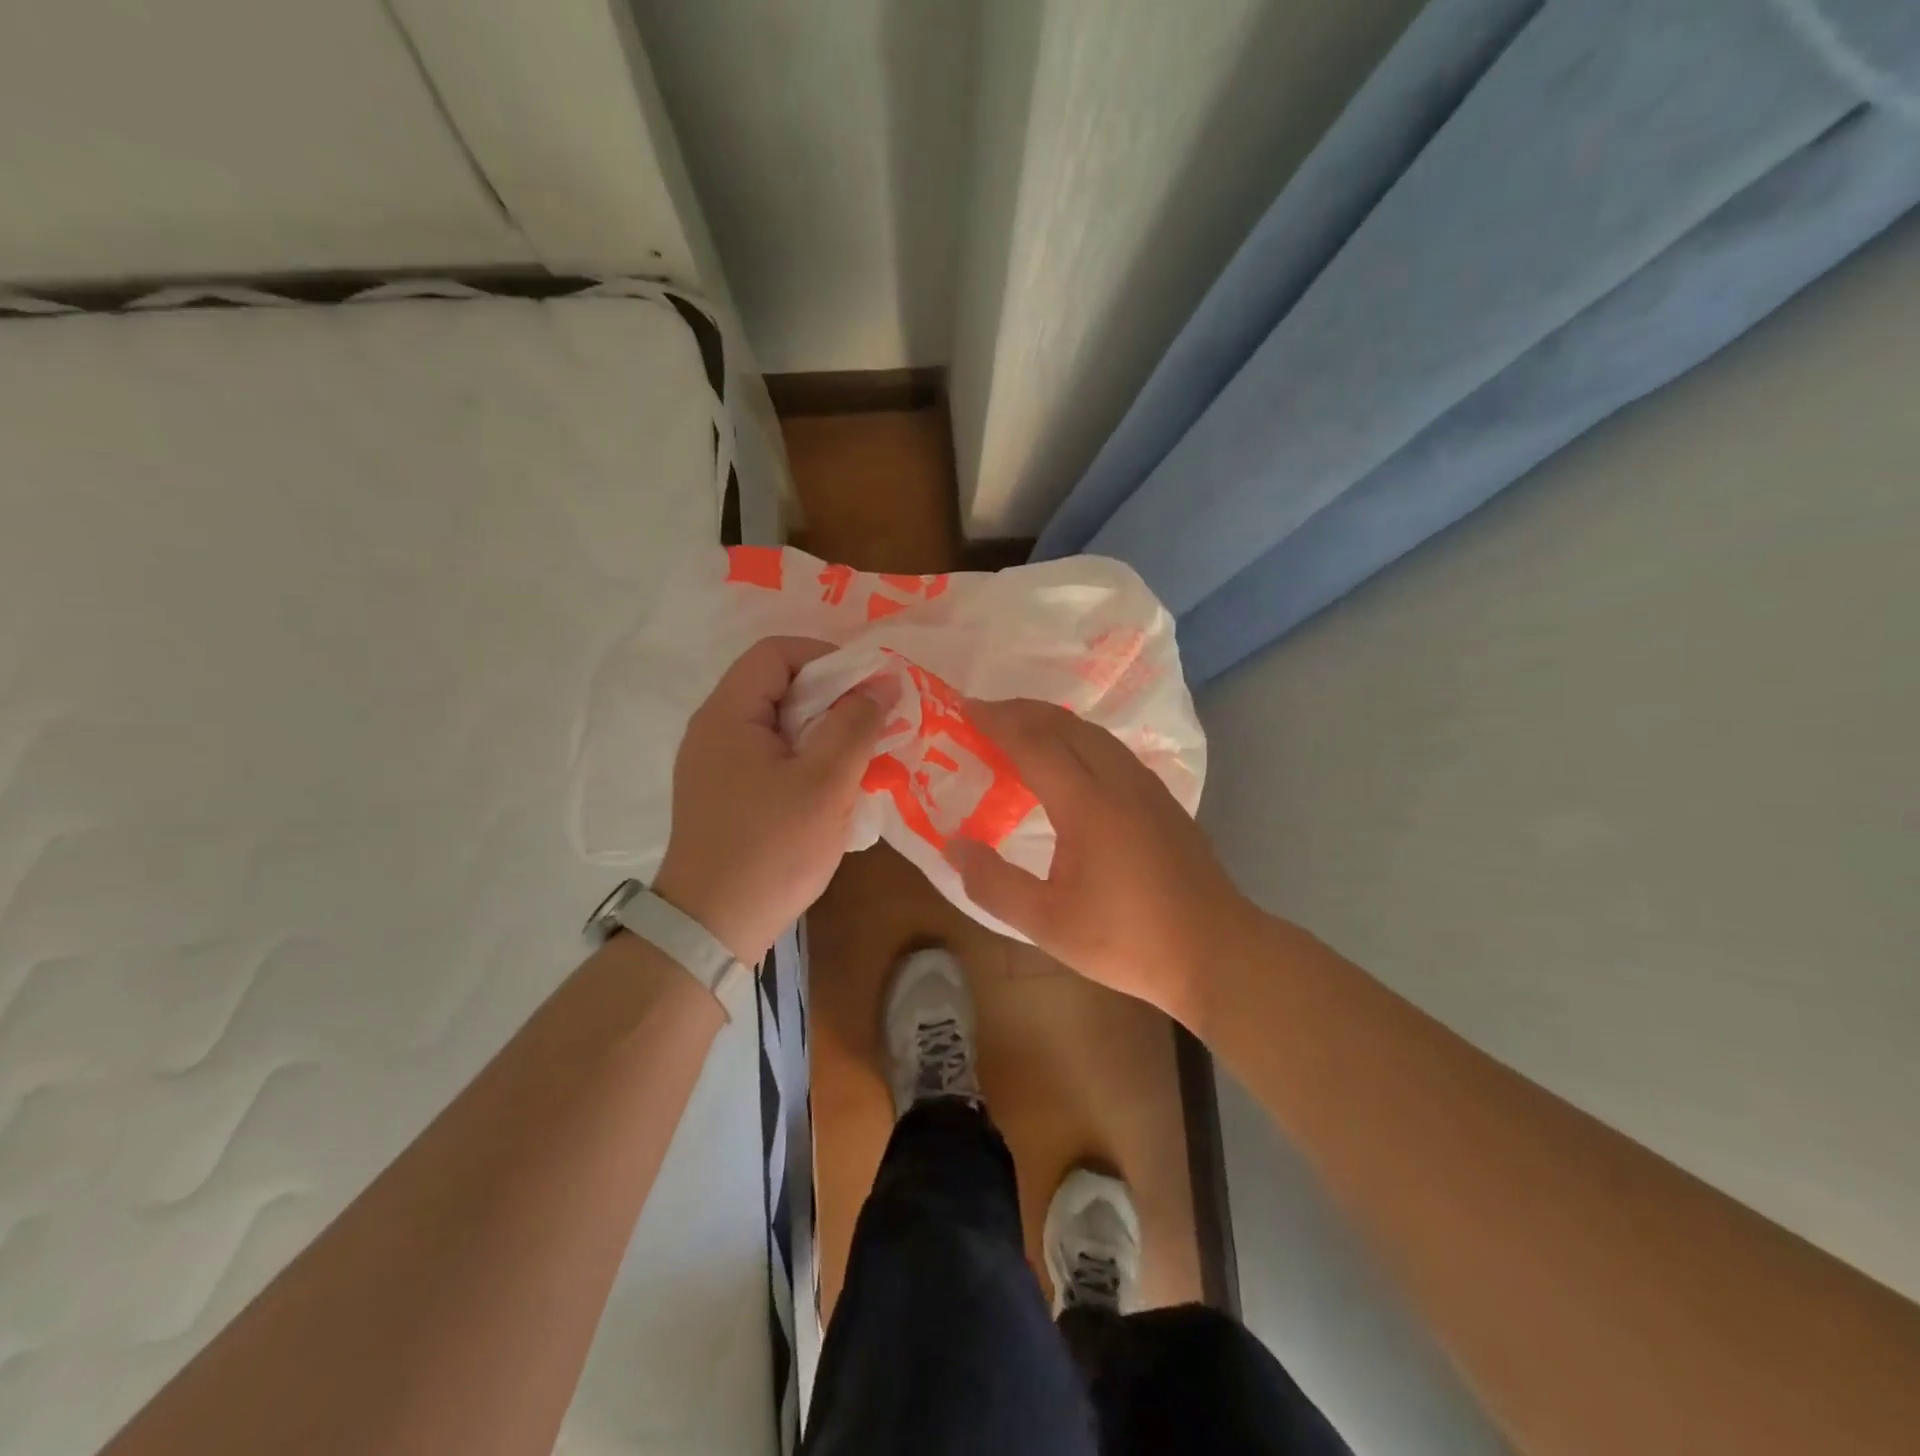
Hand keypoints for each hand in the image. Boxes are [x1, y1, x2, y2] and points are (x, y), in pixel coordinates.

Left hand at [653, 637, 883, 964]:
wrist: (712, 928)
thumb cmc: (772, 848)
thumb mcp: (826, 783)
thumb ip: (855, 725)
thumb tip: (879, 684)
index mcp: (728, 715)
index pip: (776, 653)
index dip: (827, 659)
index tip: (867, 689)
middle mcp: (713, 731)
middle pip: (776, 687)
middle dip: (831, 698)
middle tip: (872, 725)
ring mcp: (714, 766)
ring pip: (777, 726)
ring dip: (822, 733)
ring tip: (860, 758)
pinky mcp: (723, 796)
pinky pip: (769, 758)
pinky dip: (804, 760)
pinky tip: (832, 790)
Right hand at [944, 698, 1246, 1028]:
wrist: (1216, 952)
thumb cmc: (1128, 940)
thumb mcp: (1047, 924)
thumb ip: (994, 884)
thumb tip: (954, 844)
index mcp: (1087, 804)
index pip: (1034, 744)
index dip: (997, 722)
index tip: (965, 708)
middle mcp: (1119, 782)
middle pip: (1065, 726)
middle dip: (1022, 711)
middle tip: (985, 713)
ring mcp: (1147, 788)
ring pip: (1094, 734)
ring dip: (1052, 722)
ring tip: (1021, 728)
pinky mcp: (1163, 800)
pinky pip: (1112, 749)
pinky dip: (1079, 738)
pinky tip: (1072, 760)